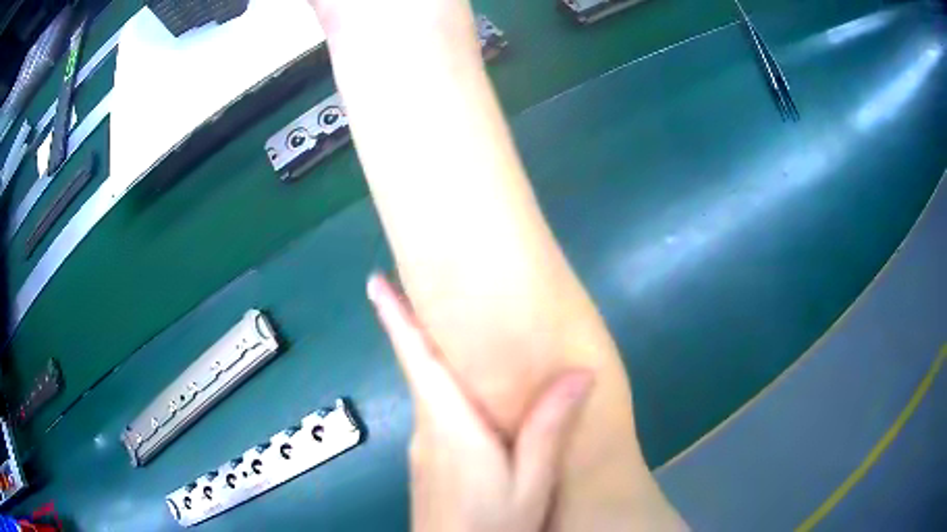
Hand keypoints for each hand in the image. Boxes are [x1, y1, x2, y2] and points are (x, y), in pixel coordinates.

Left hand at [368, 274, 593, 531]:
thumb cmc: (494, 525)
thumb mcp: (531, 484)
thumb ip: (548, 431)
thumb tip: (580, 373)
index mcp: (451, 426)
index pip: (418, 361)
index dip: (395, 319)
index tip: (375, 281)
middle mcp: (427, 430)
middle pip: (420, 369)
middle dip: (415, 327)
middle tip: (423, 286)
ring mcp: (422, 448)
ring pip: (428, 392)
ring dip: (430, 357)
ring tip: (451, 327)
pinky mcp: (426, 462)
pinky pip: (434, 413)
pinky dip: (442, 389)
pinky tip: (468, 393)